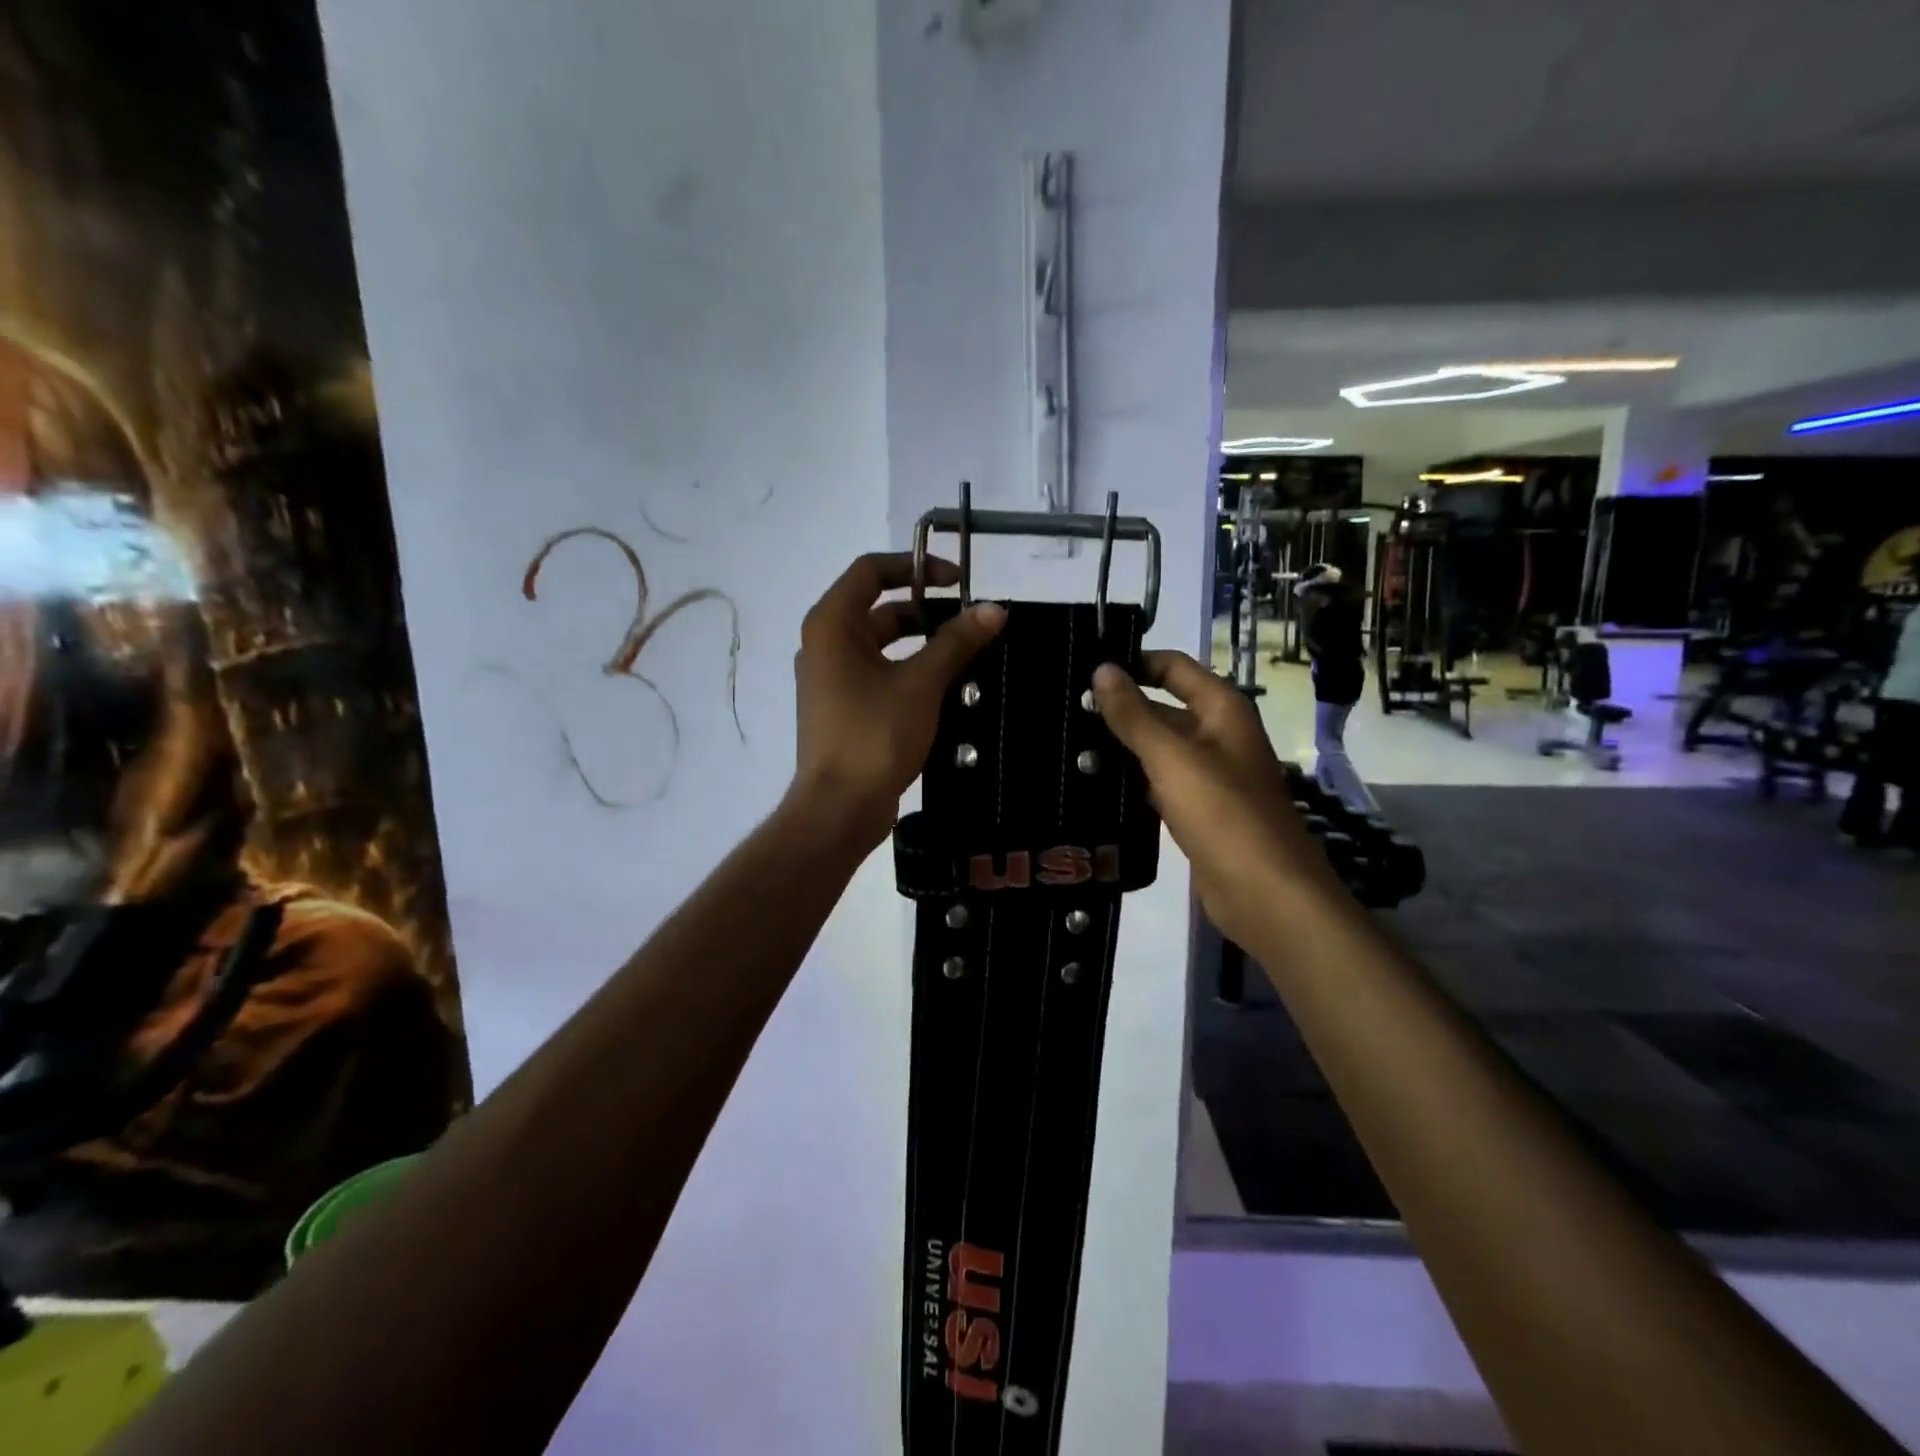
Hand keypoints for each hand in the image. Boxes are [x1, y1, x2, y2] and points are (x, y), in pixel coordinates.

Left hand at [790, 552, 1004, 849]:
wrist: (839, 808)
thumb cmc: (874, 735)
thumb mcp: (922, 683)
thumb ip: (957, 642)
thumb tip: (995, 609)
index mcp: (832, 624)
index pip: (871, 570)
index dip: (916, 567)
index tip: (957, 581)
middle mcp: (824, 644)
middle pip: (877, 608)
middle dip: (924, 609)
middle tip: (968, 622)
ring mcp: (830, 678)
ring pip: (880, 644)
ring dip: (920, 643)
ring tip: (965, 654)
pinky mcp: (841, 708)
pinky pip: (877, 673)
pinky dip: (907, 670)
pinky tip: (944, 687)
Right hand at [1092, 651, 1339, 947]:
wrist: (1266, 895)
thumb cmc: (1224, 814)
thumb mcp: (1173, 758)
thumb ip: (1134, 715)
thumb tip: (1101, 669)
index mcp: (1222, 711)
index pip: (1173, 668)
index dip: (1134, 663)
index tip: (1084, 668)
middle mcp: (1217, 736)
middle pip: (1163, 708)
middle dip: (1120, 708)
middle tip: (1063, 709)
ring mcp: (1208, 777)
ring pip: (1157, 749)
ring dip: (1121, 747)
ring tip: (1066, 743)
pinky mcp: (1197, 812)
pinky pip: (1158, 785)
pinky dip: (1131, 781)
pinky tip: (1093, 785)